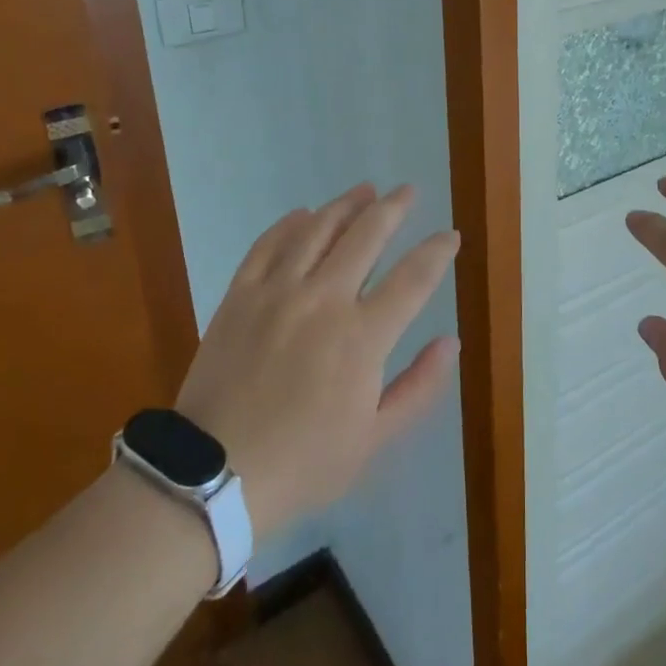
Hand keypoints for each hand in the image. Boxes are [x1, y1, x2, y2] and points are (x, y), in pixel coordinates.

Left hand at [174, 184, 459, 538]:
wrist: (214, 475)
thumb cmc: (303, 462)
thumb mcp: (374, 440)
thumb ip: (419, 387)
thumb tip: (451, 343)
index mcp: (362, 337)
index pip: (413, 278)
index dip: (437, 251)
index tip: (450, 236)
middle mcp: (324, 300)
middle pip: (367, 236)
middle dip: (394, 208)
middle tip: (408, 191)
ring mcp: (278, 292)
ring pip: (318, 230)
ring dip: (346, 205)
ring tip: (365, 190)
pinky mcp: (241, 295)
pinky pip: (268, 244)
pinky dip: (290, 224)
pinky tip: (304, 214)